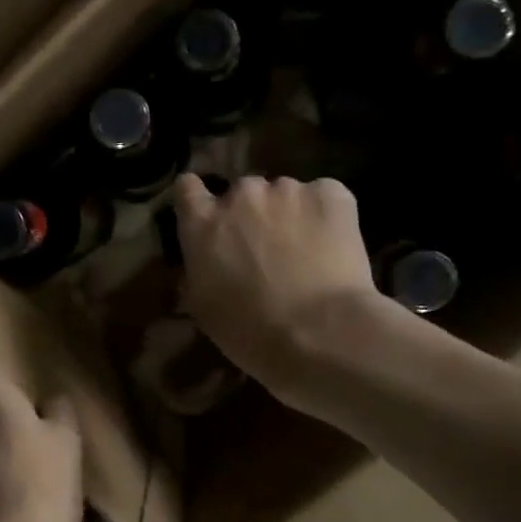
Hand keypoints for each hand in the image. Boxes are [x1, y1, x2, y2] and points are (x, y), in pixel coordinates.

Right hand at [173, 174, 398, 413]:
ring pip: (285, 194)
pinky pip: (324, 196)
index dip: (198, 200)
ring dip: (289, 214)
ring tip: (306, 250)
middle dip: (251, 214)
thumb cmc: (250, 330)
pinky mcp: (330, 193)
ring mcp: (287, 189)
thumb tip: (204, 260)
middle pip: (242, 192)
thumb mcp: (202, 306)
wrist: (319, 333)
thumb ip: (198, 268)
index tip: (209, 217)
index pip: (187, 188)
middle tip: (265, 248)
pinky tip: (333, 244)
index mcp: (202, 223)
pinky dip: (326, 215)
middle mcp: (240, 194)